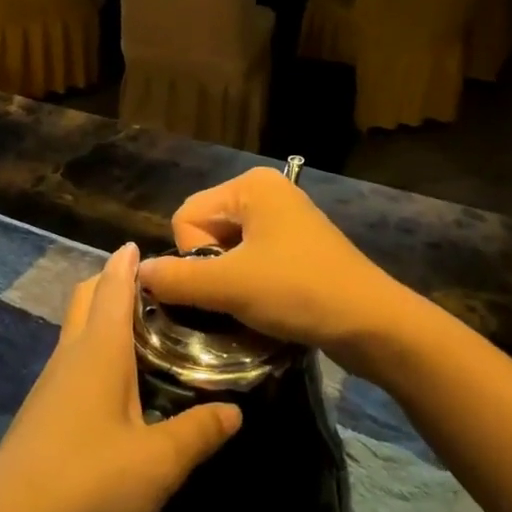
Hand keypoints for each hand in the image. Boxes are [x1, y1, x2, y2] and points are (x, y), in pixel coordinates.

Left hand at [0, 243, 241, 511]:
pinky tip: (117, 382)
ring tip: (144, 330)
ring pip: (76, 328)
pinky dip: (93, 349)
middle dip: (111, 280)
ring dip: (101, 315)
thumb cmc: (88, 481)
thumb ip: (199, 433)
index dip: (127, 261)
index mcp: (99, 349)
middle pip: (86, 296)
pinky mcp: (41, 409)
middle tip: (153, 288)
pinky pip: (71, 359)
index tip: (145, 245)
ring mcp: (50, 381)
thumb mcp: (158, 462)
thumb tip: (235, 411)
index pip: (112, 286)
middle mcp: (71, 353)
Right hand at [138, 168, 404, 364]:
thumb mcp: (230, 286)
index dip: (193, 257)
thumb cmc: (299, 292)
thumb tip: (137, 274)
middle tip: (237, 299)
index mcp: (250, 186)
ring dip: (229, 286)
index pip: (185, 218)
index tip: (225, 283)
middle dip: (211, 272)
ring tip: (251, 309)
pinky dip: (250, 288)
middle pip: (205, 234)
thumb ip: (176, 279)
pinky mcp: (297, 250)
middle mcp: (267, 193)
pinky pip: (252, 264)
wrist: (374, 325)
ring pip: (227, 254)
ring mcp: (285, 222)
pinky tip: (265, 310)